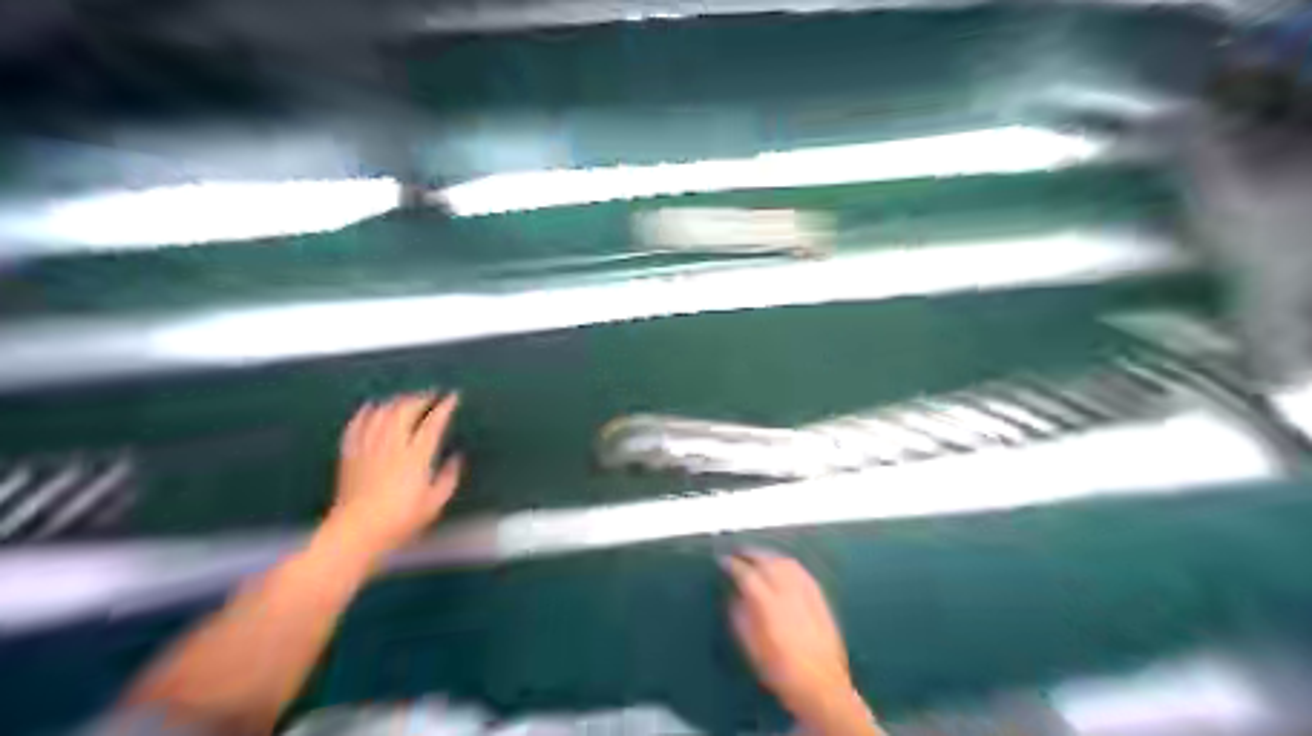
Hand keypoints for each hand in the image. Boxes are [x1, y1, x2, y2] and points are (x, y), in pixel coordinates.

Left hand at [323, 394, 461, 561]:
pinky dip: (365, 412)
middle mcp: (392, 444)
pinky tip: (372, 407)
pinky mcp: (350, 453)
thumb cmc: (400, 520)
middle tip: (432, 395)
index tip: (453, 397)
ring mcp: (368, 447)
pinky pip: (357, 425)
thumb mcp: (434, 503)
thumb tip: (456, 457)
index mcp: (416, 456)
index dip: (444, 407)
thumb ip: (449, 477)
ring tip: (407, 399)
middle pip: (406, 410)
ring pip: (382, 413)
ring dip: (396, 401)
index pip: (433, 423)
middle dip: (421, 398)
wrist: (355, 532)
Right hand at [727, 551, 879, 733]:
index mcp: (768, 605)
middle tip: (737, 553)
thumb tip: (734, 597)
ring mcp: (806, 592)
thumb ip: (741, 618)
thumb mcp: (752, 649)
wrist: (822, 687)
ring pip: (784, 562)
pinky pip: (801, 570)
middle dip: (749, 553)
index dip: (732, 564)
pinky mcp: (820, 597)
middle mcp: (788, 592)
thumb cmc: (782, 673)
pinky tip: (782, 565)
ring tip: (756, 556)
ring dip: (768, 555)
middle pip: (766, 561)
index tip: (722, 561)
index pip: (746, 574)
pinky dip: (787, 562)